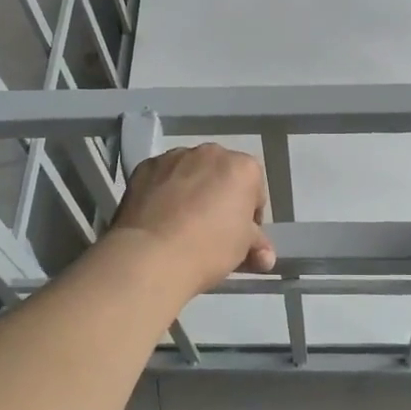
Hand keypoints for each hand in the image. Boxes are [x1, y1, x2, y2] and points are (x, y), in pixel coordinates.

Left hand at [107, 144, 274, 296]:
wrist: (151, 255)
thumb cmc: (209, 248)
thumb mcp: (243, 249)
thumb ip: (257, 244)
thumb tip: (265, 256)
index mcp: (243, 168)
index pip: (254, 190)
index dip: (249, 215)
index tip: (241, 235)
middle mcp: (210, 153)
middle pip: (221, 174)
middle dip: (219, 195)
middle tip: (211, 227)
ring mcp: (174, 156)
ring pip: (190, 172)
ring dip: (191, 189)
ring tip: (180, 222)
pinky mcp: (145, 166)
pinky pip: (162, 177)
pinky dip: (163, 190)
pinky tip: (158, 216)